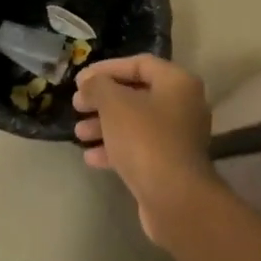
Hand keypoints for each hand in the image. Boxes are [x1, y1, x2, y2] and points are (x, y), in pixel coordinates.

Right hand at [72, 55, 217, 243]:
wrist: (173, 196)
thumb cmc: (145, 139)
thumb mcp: (114, 104)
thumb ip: (98, 86)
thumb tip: (89, 82)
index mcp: (177, 83)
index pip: (139, 63)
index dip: (107, 68)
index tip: (80, 79)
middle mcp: (183, 105)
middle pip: (137, 94)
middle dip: (103, 99)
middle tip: (77, 105)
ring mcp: (178, 137)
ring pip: (135, 123)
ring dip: (105, 125)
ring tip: (79, 132)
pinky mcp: (170, 164)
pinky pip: (139, 148)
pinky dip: (115, 148)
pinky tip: (90, 157)